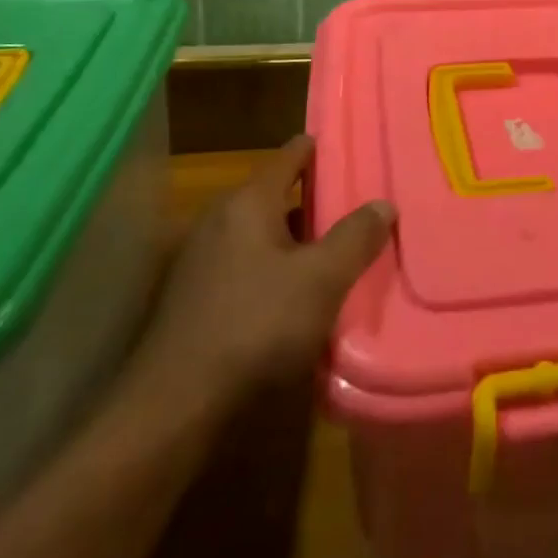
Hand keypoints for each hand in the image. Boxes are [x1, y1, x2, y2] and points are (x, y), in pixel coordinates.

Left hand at [121, 136, 394, 431]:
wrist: (174, 410)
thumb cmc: (256, 327)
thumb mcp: (322, 280)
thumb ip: (356, 237)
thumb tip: (384, 204)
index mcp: (247, 203)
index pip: (289, 155)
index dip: (319, 148)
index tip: (350, 148)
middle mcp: (218, 221)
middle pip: (274, 195)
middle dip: (313, 199)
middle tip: (356, 204)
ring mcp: (200, 262)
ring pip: (260, 235)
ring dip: (294, 240)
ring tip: (335, 251)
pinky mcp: (193, 301)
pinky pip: (245, 267)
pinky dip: (273, 270)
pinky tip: (297, 296)